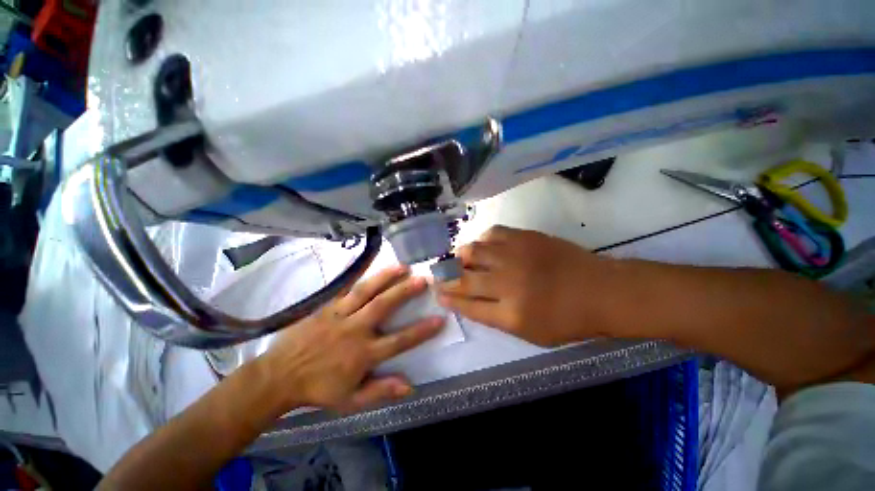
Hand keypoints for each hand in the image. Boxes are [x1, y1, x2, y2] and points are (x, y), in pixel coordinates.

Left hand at [258, 265, 443, 412]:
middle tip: (423, 279)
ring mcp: (339, 315)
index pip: (399, 341)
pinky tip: (371, 264)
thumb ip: (380, 391)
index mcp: (363, 354)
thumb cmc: (319, 388)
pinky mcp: (327, 307)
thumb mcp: (350, 400)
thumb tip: (410, 385)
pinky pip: (346, 288)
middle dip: (405, 292)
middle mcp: (354, 330)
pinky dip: (360, 275)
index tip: (439, 319)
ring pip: (365, 292)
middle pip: (383, 306)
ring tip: (402, 266)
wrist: (279, 376)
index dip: (421, 331)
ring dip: (385, 277)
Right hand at [437, 226, 610, 345]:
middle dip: (446, 277)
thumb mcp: (530, 332)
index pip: (467, 305)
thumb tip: (469, 301)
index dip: (449, 299)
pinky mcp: (525, 238)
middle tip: (439, 274)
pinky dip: (482, 240)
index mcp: (510, 314)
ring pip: (474, 251)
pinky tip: (484, 245)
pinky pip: (492, 233)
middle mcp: (508, 283)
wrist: (601, 290)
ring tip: (459, 258)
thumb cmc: (568, 319)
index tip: (438, 293)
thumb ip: (496, 317)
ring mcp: (516, 257)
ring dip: (460, 256)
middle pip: (464, 278)